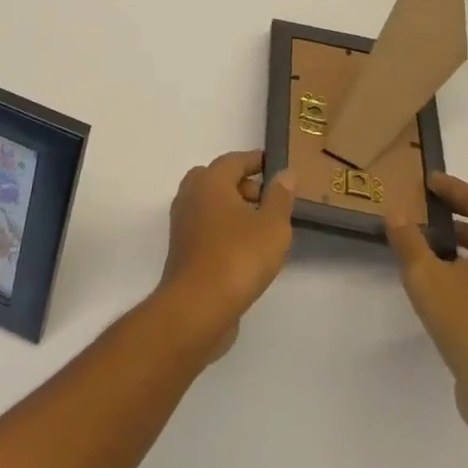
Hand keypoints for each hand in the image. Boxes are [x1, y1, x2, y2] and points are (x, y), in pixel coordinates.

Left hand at [157, 150, 293, 360]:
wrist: (197, 307)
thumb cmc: (238, 257)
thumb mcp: (272, 226)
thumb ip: (280, 197)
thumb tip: (285, 174)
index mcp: (210, 182)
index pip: (233, 161)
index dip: (255, 160)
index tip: (274, 165)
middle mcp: (190, 197)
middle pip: (215, 179)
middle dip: (241, 184)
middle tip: (267, 198)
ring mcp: (182, 224)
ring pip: (208, 204)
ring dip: (232, 207)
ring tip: (261, 225)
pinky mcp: (182, 250)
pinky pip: (205, 226)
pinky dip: (223, 227)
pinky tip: (245, 247)